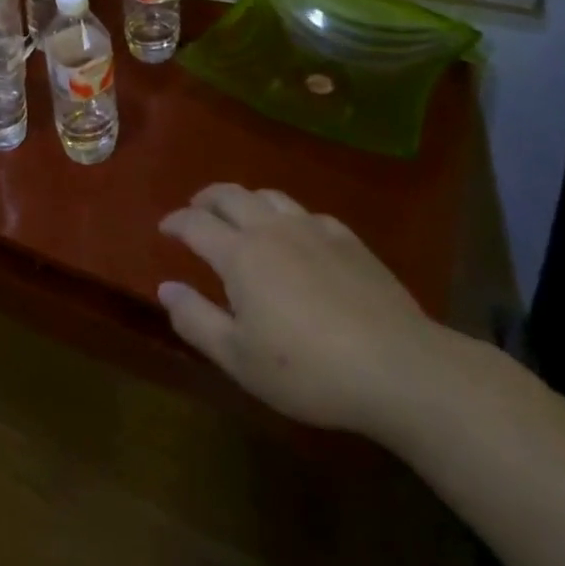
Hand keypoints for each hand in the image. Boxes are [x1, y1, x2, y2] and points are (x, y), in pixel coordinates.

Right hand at [157, 183, 450, 438]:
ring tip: (240, 215)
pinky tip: (297, 235)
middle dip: (206, 200)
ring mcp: (314, 230)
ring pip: (269, 196)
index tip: (164, 228)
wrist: (400, 368)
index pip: (195, 223)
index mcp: (240, 254)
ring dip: (245, 200)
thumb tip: (165, 288)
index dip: (175, 222)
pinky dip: (288, 216)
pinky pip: (308, 214)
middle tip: (195, 210)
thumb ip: (195, 320)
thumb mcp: (239, 358)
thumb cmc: (309, 370)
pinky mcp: (349, 241)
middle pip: (230, 196)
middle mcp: (271, 229)